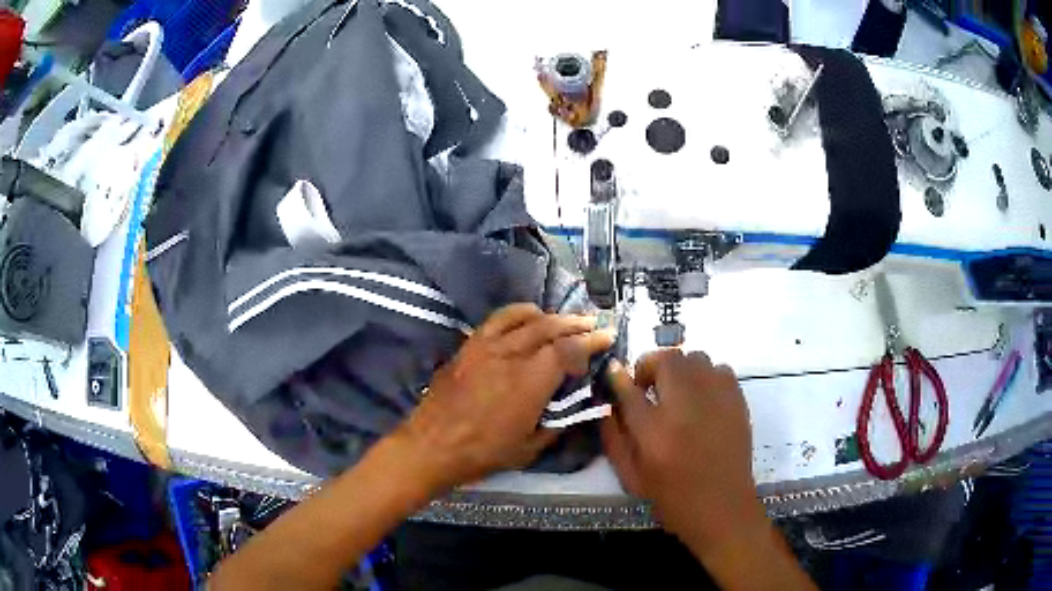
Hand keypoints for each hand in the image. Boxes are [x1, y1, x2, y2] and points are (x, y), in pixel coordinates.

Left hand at [394, 303, 613, 495]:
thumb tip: (572, 408)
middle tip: (592, 325)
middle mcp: (511, 356)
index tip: (607, 337)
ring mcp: (486, 347)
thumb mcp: (529, 449)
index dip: (591, 342)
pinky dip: (517, 312)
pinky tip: (527, 316)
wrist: (431, 446)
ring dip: (550, 316)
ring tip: (563, 320)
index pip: (568, 351)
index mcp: (530, 383)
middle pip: (550, 328)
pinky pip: (497, 319)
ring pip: (525, 319)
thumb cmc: (482, 453)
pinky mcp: (469, 346)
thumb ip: (555, 424)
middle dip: (576, 324)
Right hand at [601, 349, 766, 558]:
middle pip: (667, 359)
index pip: (629, 388)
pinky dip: (706, 376)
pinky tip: (702, 399)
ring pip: (696, 358)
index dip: (618, 376)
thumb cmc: (672, 498)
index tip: (614, 373)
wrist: (722, 508)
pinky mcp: (738, 401)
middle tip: (648, 388)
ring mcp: (717, 400)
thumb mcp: (630, 476)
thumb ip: (614, 437)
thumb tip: (608, 404)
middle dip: (651, 367)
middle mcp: (686, 407)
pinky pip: (720, 369)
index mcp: (654, 431)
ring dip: (680, 370)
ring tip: (677, 393)